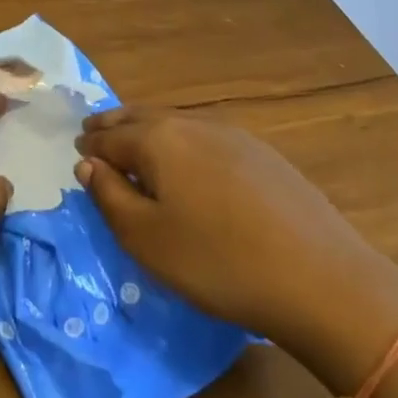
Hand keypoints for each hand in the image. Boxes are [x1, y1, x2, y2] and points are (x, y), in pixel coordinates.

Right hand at [74, 107, 397, 380]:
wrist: (320, 279)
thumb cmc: (217, 262)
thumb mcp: (146, 238)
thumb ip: (109, 196)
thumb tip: (88, 164)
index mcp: (158, 140)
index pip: (109, 137)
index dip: (89, 146)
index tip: (77, 152)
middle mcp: (192, 124)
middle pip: (141, 117)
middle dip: (114, 125)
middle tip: (95, 134)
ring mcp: (232, 134)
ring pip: (174, 123)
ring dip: (147, 130)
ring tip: (135, 146)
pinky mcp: (262, 153)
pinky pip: (205, 136)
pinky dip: (181, 141)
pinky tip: (187, 162)